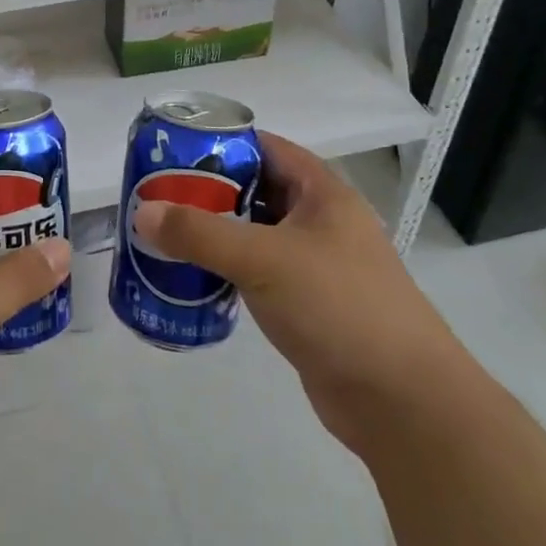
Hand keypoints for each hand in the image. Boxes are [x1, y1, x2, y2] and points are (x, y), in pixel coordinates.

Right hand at [130, 132, 462, 446]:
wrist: (404, 402)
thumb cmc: (339, 307)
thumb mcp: (264, 260)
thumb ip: (200, 233)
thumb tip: (141, 212)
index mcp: (322, 193)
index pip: (265, 147)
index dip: (221, 143)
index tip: (171, 150)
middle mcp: (320, 221)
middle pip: (255, 189)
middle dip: (208, 190)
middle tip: (157, 194)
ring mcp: (315, 264)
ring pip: (255, 233)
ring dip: (215, 232)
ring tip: (164, 232)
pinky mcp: (307, 304)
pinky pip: (258, 272)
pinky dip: (227, 269)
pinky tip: (193, 276)